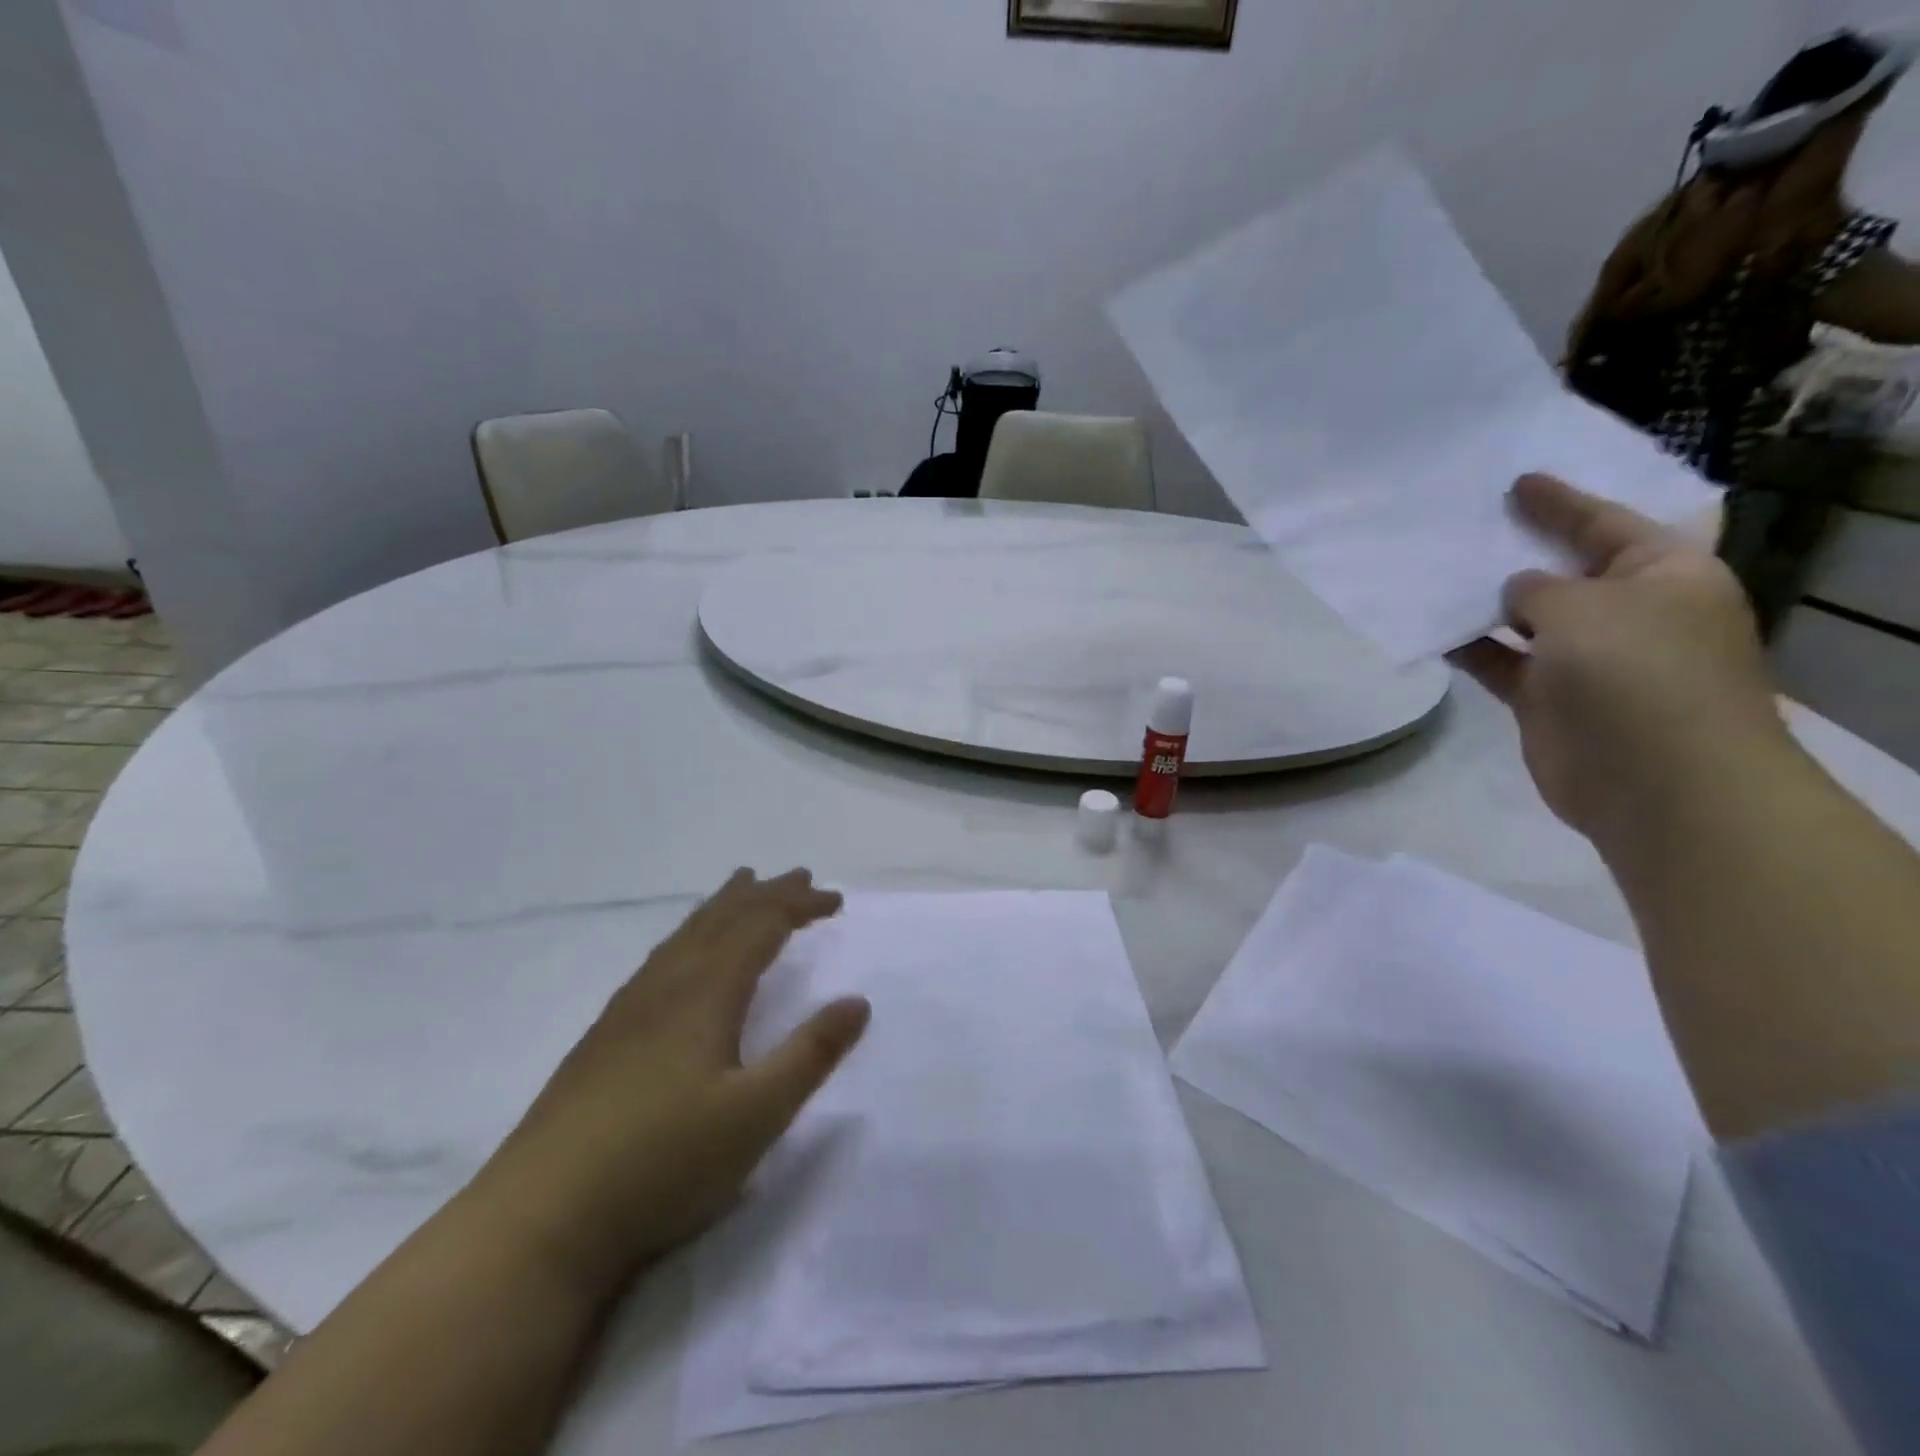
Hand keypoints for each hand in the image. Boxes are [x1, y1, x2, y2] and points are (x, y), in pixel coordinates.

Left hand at [470, 869, 869, 1291]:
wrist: (540, 1219)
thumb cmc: (662, 1162)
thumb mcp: (757, 1115)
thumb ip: (810, 1054)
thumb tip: (858, 1001)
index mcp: (705, 993)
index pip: (761, 927)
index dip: (800, 906)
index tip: (835, 900)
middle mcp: (667, 986)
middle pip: (721, 920)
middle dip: (765, 894)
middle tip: (797, 876)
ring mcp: (628, 1010)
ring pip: (685, 936)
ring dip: (723, 907)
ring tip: (741, 888)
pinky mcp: (604, 1037)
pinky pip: (660, 959)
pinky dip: (689, 936)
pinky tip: (681, 957)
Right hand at [1452, 474, 1787, 847]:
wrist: (1655, 780)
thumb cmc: (1636, 673)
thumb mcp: (1585, 607)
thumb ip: (1539, 588)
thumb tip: (1516, 592)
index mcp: (1664, 575)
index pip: (1606, 524)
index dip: (1561, 503)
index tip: (1517, 481)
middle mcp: (1628, 612)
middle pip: (1565, 569)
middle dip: (1520, 549)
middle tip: (1467, 523)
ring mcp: (1587, 659)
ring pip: (1526, 618)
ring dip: (1486, 601)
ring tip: (1435, 573)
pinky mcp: (1548, 699)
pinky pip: (1501, 660)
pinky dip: (1471, 647)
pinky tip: (1433, 629)